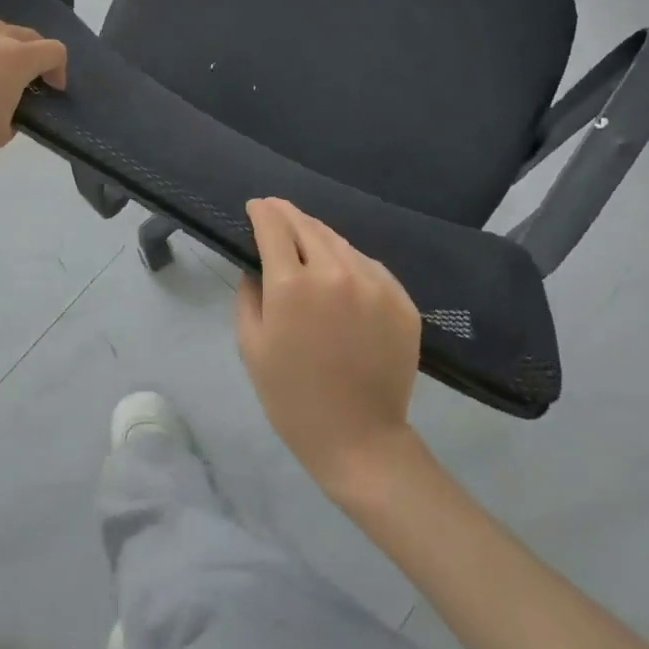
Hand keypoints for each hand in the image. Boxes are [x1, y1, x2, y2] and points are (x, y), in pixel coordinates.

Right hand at [237, 198, 423, 495]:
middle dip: (287, 215)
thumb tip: (256, 265)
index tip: (255, 207)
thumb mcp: (251, 346)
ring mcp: (374, 284)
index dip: (261, 210)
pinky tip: (340, 274)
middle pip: (307, 225)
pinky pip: (368, 265)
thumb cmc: (293, 398)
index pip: (273, 225)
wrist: (360, 440)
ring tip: (306, 241)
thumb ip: (248, 295)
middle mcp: (335, 272)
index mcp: (292, 285)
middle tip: (275, 214)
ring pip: (339, 242)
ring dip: (318, 236)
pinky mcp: (401, 299)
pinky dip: (348, 261)